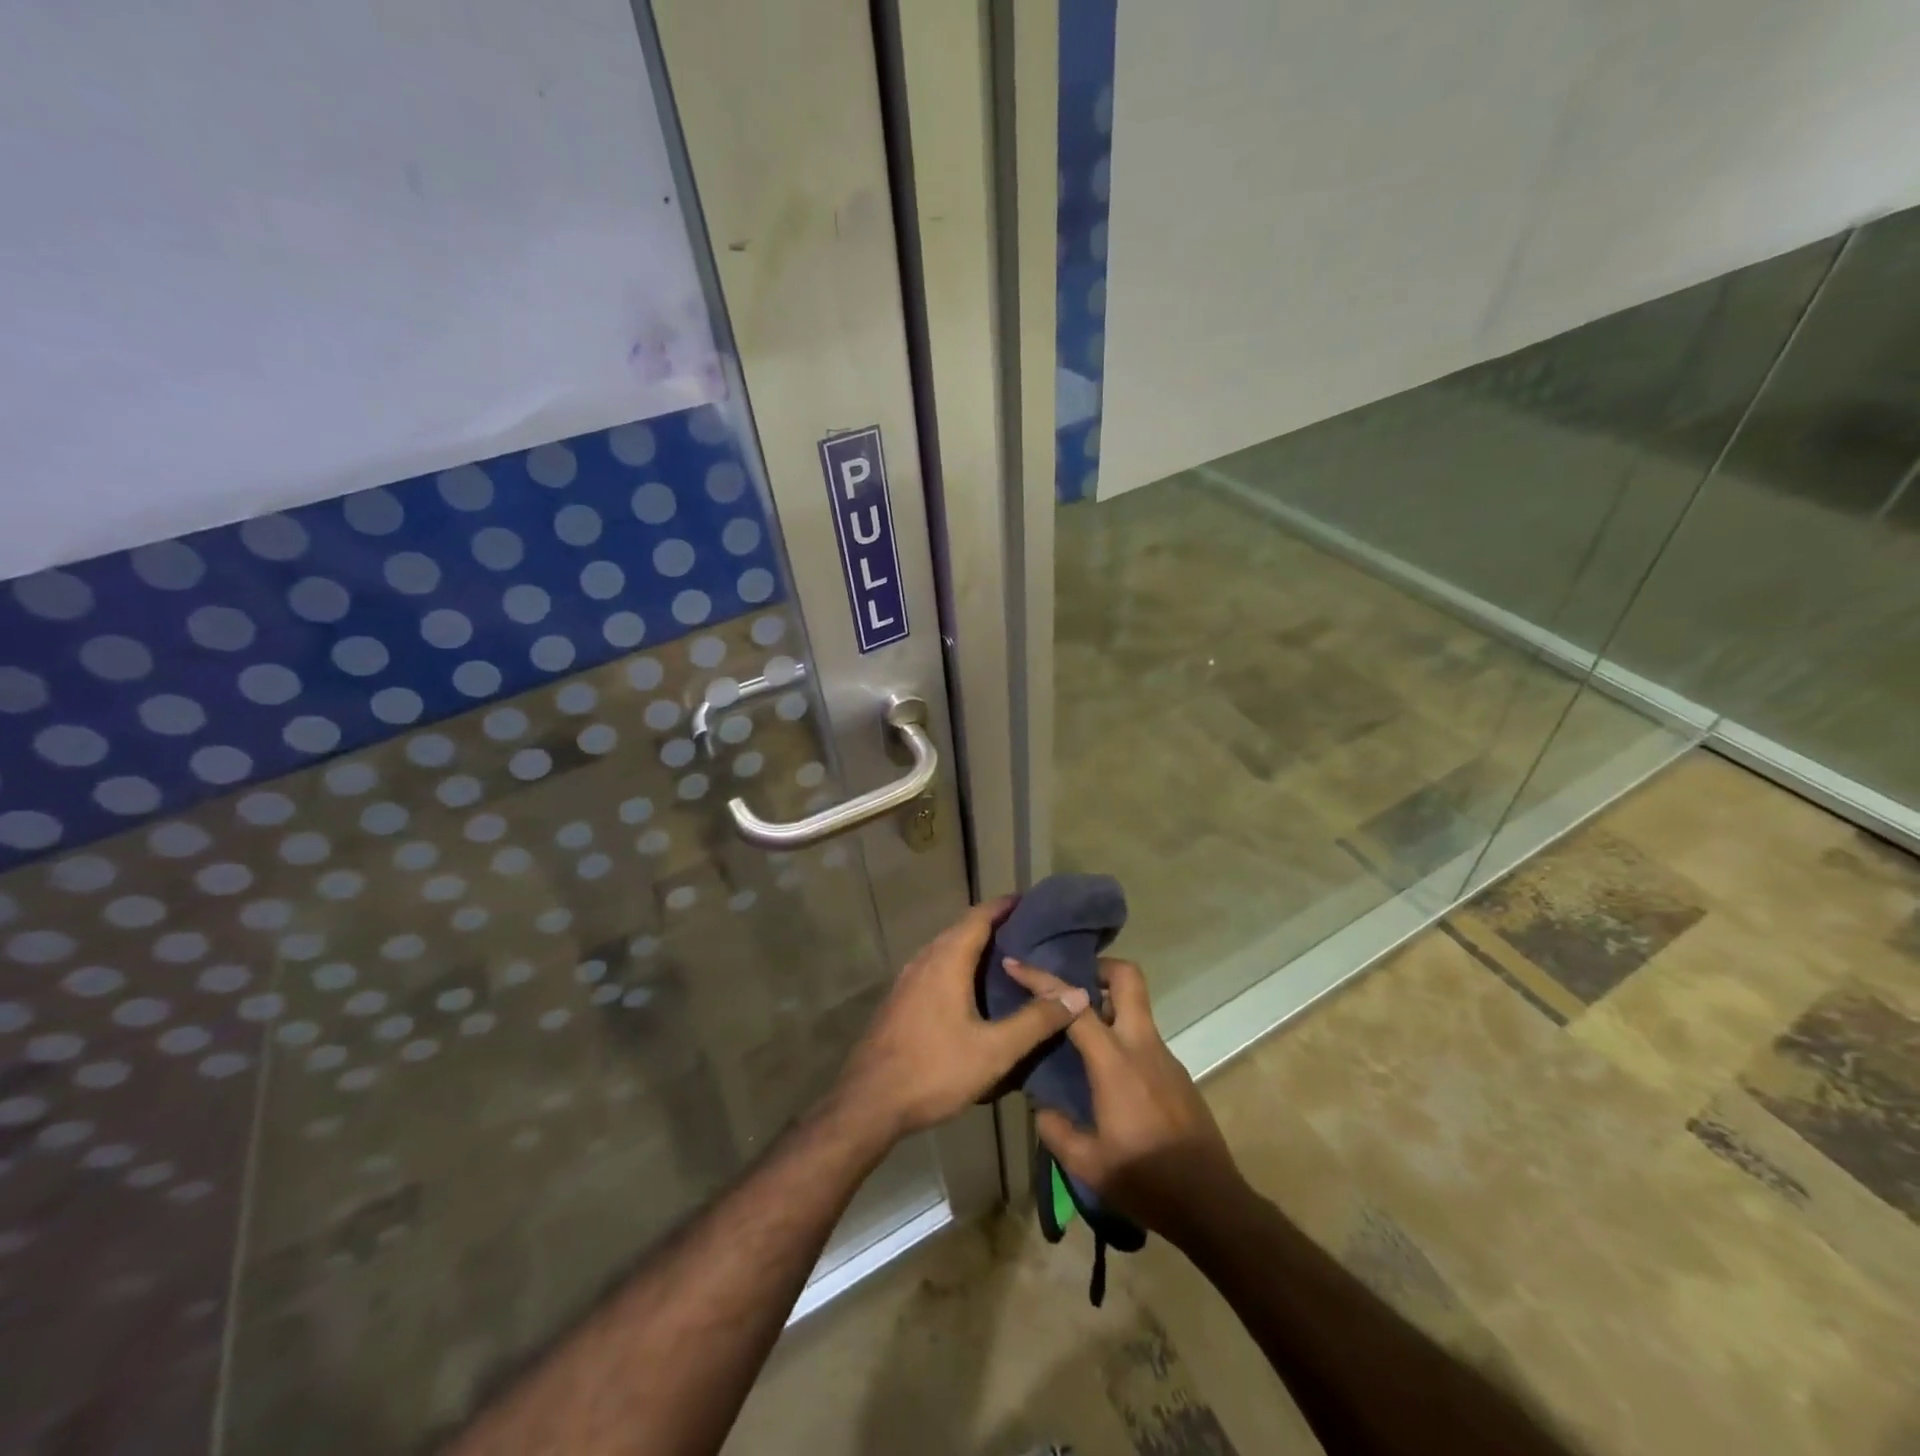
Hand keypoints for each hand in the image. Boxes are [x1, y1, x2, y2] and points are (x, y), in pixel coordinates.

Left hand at [830, 899, 1090, 1146]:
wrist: (869, 1102)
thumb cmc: (934, 1070)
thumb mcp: (994, 1050)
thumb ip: (1036, 1020)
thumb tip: (1077, 994)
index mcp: (947, 959)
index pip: (980, 916)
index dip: (1006, 906)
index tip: (1033, 902)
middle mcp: (925, 959)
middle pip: (962, 929)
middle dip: (995, 925)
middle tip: (1030, 933)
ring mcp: (908, 979)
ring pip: (946, 949)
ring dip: (975, 946)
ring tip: (1009, 959)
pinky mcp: (901, 999)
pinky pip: (936, 968)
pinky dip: (959, 965)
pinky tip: (974, 990)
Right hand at [1004, 956, 1242, 1243]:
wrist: (1212, 1206)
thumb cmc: (1146, 1181)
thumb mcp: (1087, 1164)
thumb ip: (1056, 1130)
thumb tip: (1041, 1107)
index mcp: (1115, 1062)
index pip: (1075, 1006)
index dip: (1042, 979)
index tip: (1016, 965)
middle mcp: (1142, 1046)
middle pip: (1128, 978)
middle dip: (1097, 967)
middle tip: (1068, 985)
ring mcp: (1165, 1057)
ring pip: (1136, 1007)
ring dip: (1107, 1005)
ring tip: (1077, 1032)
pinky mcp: (1177, 1074)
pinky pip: (1143, 1037)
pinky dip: (1120, 1037)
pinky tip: (1105, 1072)